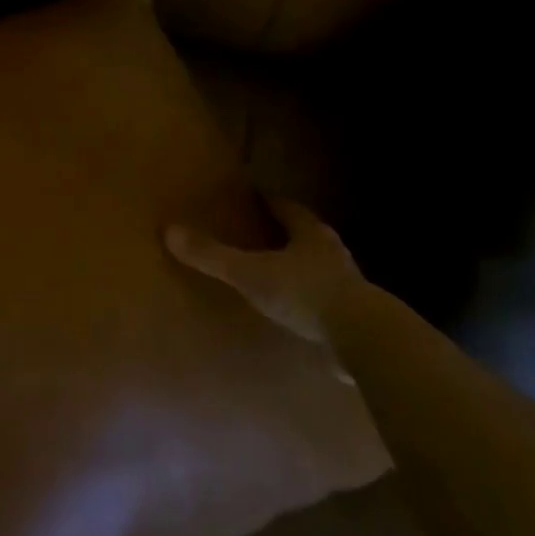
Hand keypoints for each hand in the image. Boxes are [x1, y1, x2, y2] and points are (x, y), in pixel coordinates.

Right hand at [166, 200, 363, 372]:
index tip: (256, 196)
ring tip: (280, 272)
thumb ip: (213, 256)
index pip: (288, 209)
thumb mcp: (251, 274)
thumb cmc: (305, 294)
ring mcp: (349, 285)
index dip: (271, 202)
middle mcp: (332, 253)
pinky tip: (300, 312)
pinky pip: (328, 300)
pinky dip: (312, 300)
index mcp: (310, 234)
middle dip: (288, 233)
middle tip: (264, 232)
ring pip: (321, 267)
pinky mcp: (356, 316)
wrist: (364, 338)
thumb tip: (170, 230)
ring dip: (303, 267)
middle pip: (307, 235)